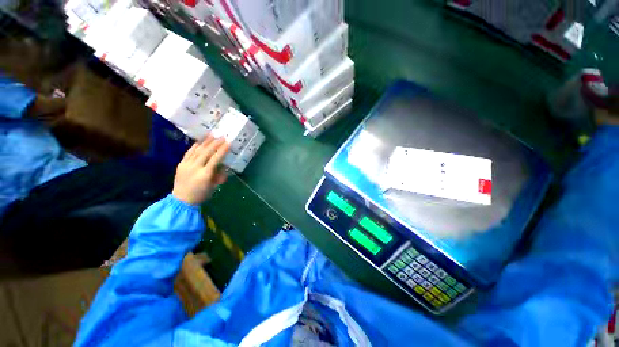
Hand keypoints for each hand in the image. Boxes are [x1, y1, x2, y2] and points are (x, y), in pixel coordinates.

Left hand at [172, 135, 229, 204]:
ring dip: (205, 142)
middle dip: (215, 143)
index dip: (222, 150)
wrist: (181, 200)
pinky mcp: (181, 164)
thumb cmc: (201, 194)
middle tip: (222, 136)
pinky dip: (195, 146)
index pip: (215, 159)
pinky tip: (200, 141)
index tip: (228, 143)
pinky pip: (189, 152)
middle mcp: (195, 167)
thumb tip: (224, 167)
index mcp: (205, 174)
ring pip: (197, 150)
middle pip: (206, 152)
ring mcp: (186, 165)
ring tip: (212, 134)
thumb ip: (219, 176)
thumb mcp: (214, 187)